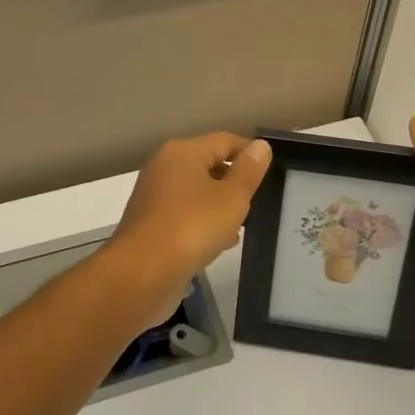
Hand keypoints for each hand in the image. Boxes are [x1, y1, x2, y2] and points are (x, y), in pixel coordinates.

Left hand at [108, 133, 270, 323]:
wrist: (142, 274)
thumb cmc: (192, 227)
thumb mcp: (231, 198)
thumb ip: (248, 171)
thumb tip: (260, 145)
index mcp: (182, 153)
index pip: (224, 141)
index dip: (250, 151)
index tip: (273, 169)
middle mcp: (164, 168)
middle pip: (208, 165)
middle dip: (235, 180)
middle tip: (261, 199)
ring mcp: (155, 197)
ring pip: (197, 193)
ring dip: (220, 205)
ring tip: (246, 221)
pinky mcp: (152, 224)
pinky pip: (186, 215)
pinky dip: (204, 222)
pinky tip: (223, 242)